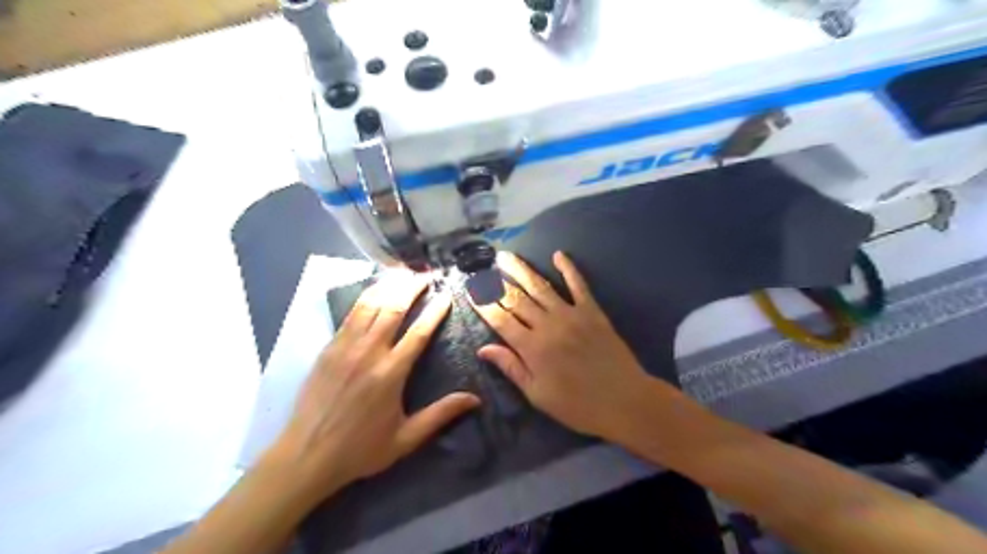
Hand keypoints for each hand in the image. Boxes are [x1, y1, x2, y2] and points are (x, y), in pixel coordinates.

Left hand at [261, 271, 478, 504]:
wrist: (306, 456)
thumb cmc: (360, 449)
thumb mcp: (406, 438)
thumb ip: (441, 415)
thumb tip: (475, 399)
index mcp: (390, 373)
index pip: (419, 332)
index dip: (435, 311)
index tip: (447, 295)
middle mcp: (369, 353)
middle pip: (393, 309)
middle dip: (412, 288)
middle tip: (426, 276)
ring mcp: (345, 347)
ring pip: (370, 305)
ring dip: (389, 286)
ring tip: (403, 273)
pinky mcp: (328, 348)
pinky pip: (350, 315)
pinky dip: (365, 297)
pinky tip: (374, 290)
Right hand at [470, 251, 654, 440]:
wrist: (624, 400)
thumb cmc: (577, 405)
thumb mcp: (538, 394)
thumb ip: (511, 368)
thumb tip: (483, 348)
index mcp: (531, 348)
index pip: (500, 320)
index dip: (483, 304)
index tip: (470, 291)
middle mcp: (547, 325)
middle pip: (516, 299)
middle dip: (497, 282)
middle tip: (483, 268)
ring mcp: (571, 314)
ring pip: (540, 287)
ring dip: (521, 270)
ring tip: (506, 257)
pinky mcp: (592, 311)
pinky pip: (578, 285)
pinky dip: (568, 268)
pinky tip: (559, 255)